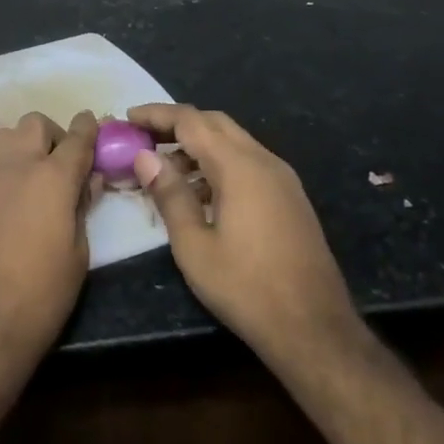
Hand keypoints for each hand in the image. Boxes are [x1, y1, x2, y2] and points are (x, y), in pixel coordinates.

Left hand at [0, 110, 99, 379]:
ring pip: (4, 134)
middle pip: (35, 123)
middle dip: (52, 134)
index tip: (92, 124)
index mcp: (54, 178)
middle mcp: (17, 164)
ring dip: (20, 145)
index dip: (88, 127)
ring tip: (28, 174)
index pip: (77, 137)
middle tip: (59, 163)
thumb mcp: (78, 254)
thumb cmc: (42, 295)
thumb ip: (82, 207)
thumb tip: (88, 180)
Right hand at [128, 104, 358, 361]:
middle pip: (215, 123)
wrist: (315, 329)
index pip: (191, 121)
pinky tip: (199, 193)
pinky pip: (248, 163)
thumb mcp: (194, 246)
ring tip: (164, 169)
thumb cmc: (246, 288)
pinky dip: (218, 164)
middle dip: (177, 124)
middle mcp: (264, 161)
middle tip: (143, 137)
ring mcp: (282, 179)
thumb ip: (170, 195)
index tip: (128, 117)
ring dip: (198, 145)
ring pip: (233, 143)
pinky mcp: (290, 198)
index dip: (157, 114)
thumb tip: (145, 157)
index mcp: (239, 167)